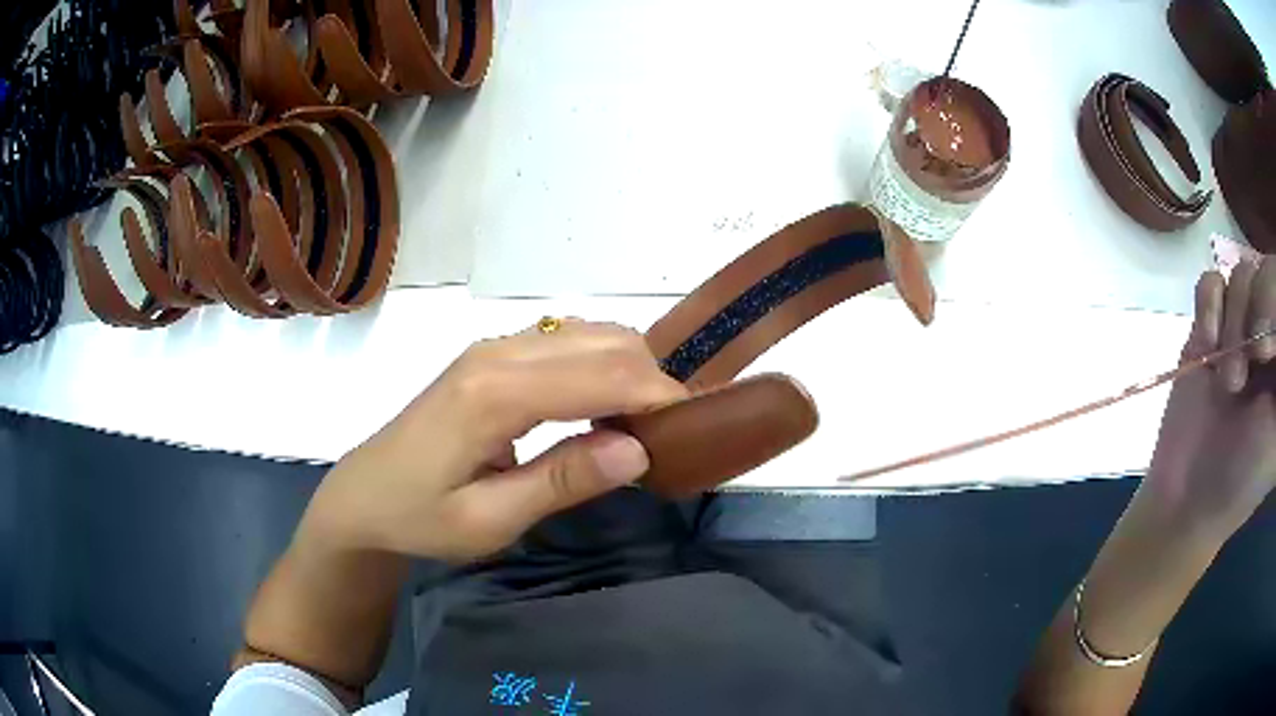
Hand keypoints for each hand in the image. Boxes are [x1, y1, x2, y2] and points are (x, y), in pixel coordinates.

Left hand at [299, 320, 687, 562]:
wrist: (361, 498)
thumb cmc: (419, 518)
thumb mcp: (489, 521)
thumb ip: (563, 481)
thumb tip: (639, 449)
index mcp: (495, 393)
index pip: (602, 374)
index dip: (659, 396)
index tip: (694, 430)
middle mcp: (498, 352)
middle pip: (604, 341)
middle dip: (651, 380)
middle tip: (667, 437)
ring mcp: (492, 348)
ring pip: (589, 334)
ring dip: (628, 370)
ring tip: (640, 425)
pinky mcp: (491, 355)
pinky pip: (565, 342)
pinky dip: (600, 366)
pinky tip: (601, 407)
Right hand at [1146, 258, 1275, 539]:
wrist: (1188, 499)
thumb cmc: (1243, 478)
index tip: (1268, 351)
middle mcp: (1268, 332)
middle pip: (1267, 271)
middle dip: (1258, 310)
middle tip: (1252, 362)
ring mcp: (1240, 327)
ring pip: (1242, 273)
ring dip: (1233, 323)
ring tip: (1228, 382)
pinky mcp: (1210, 326)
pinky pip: (1210, 281)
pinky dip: (1208, 307)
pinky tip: (1206, 346)